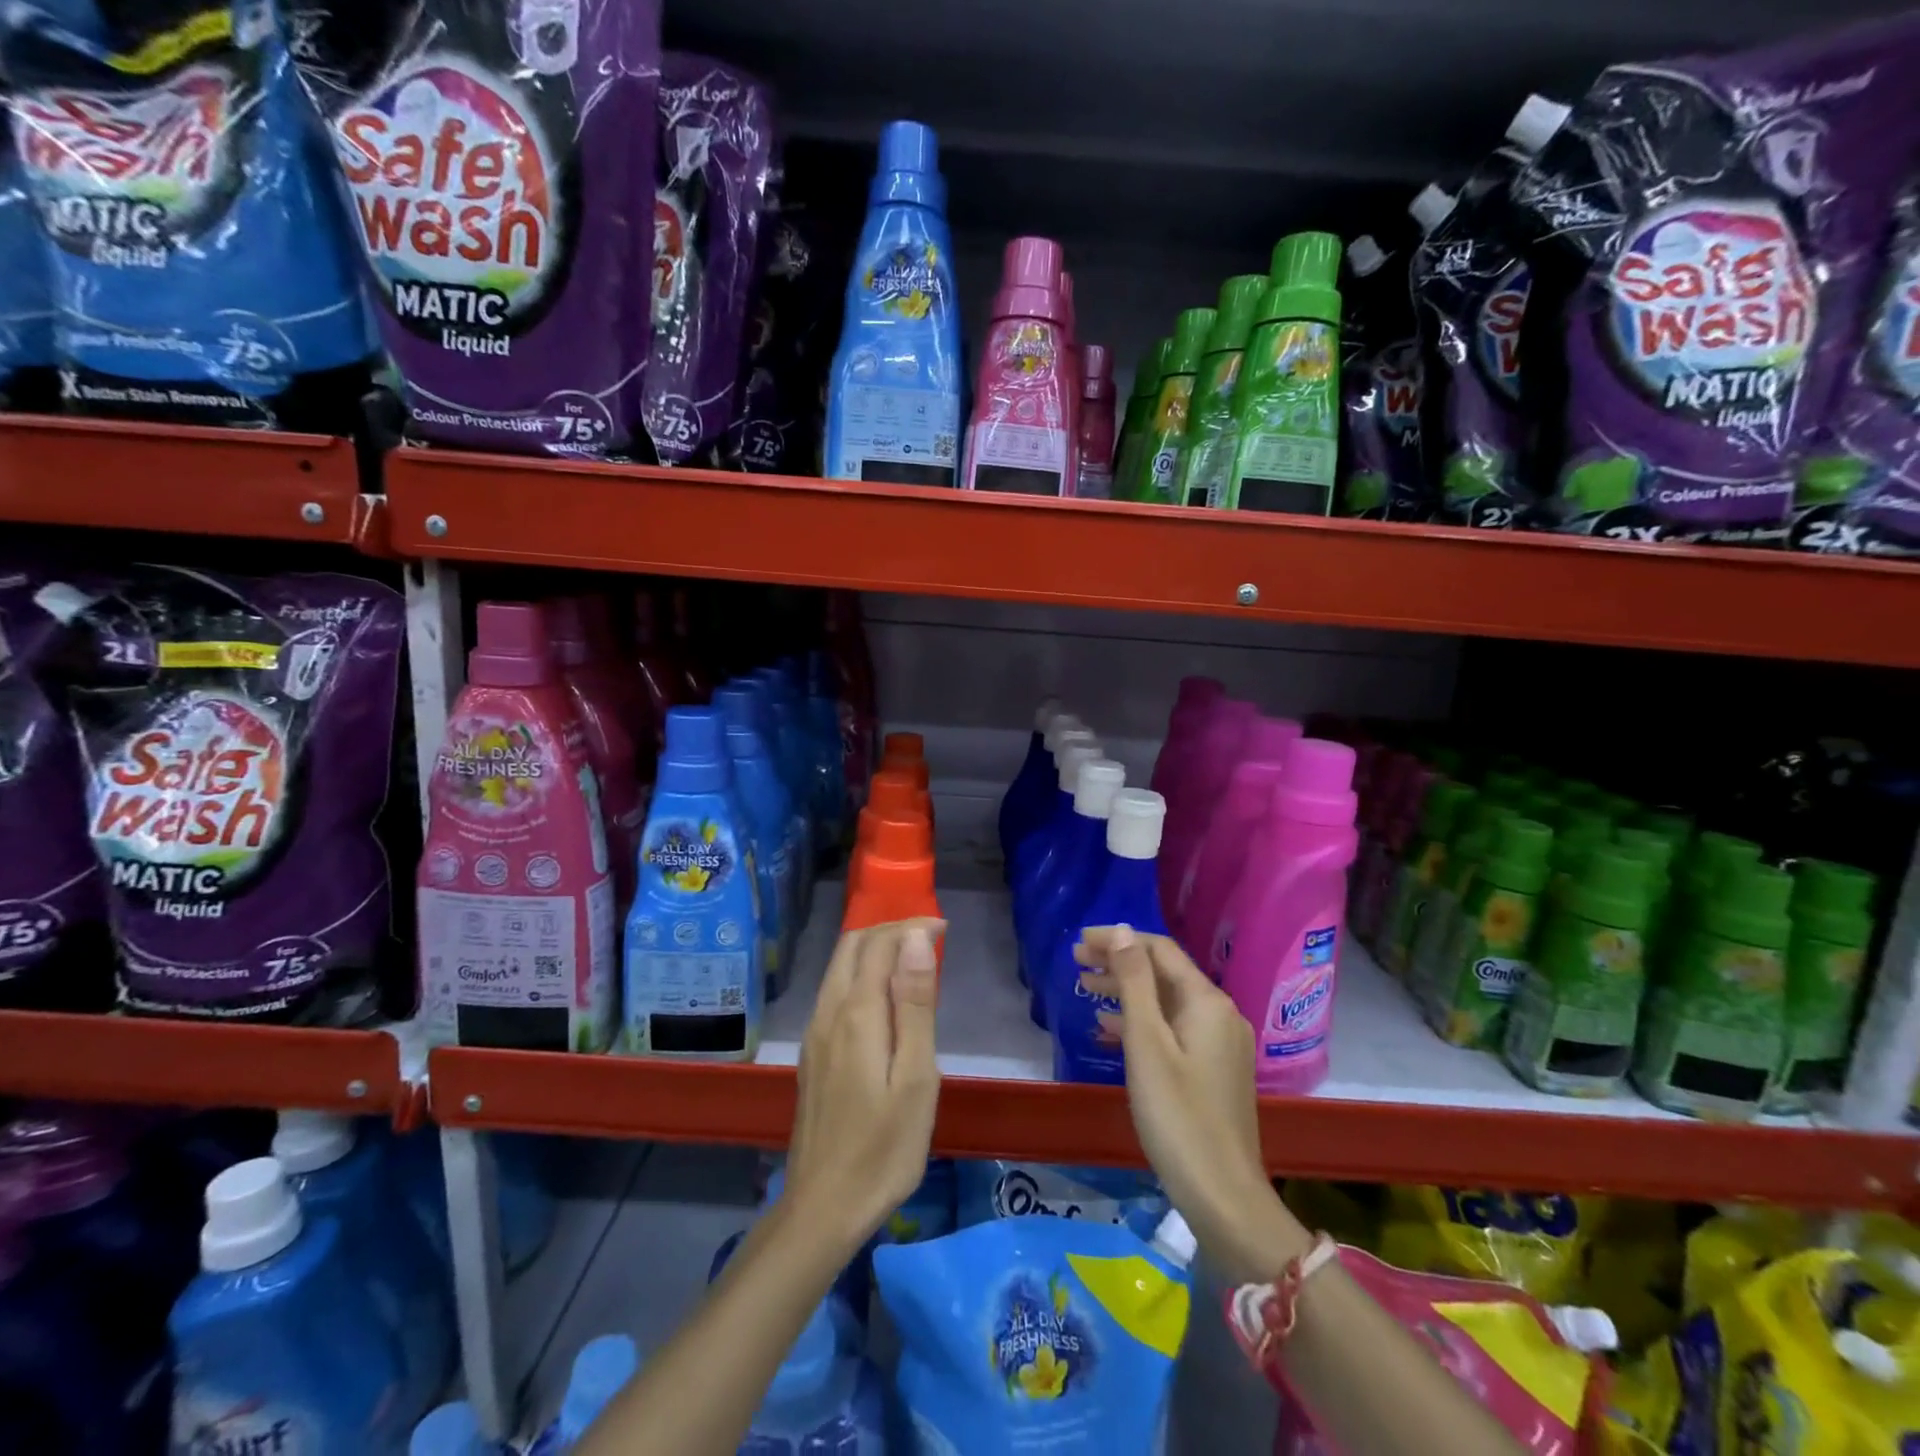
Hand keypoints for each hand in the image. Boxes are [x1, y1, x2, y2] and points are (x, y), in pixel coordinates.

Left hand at [785, 919, 944, 1245]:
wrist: (823, 1207)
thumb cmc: (884, 1146)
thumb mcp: (915, 1077)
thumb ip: (915, 1004)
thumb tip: (915, 939)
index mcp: (856, 1013)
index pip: (879, 943)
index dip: (911, 926)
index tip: (944, 928)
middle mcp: (828, 1012)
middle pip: (852, 947)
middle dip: (889, 929)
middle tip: (929, 938)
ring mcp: (814, 1033)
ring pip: (839, 967)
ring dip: (874, 949)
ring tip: (913, 961)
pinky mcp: (812, 1053)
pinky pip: (835, 991)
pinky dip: (862, 974)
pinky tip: (885, 999)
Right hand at [1076, 925, 1307, 1279]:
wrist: (1223, 1197)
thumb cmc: (1177, 1115)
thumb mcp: (1147, 1044)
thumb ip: (1134, 983)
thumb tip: (1123, 931)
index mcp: (1207, 1002)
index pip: (1159, 950)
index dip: (1118, 940)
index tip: (1079, 942)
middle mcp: (1219, 1014)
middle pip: (1163, 973)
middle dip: (1119, 963)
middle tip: (1076, 962)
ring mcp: (1219, 1044)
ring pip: (1165, 1002)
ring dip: (1126, 991)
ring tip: (1085, 988)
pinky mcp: (1212, 1070)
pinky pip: (1172, 1029)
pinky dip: (1140, 1022)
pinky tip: (1110, 1029)